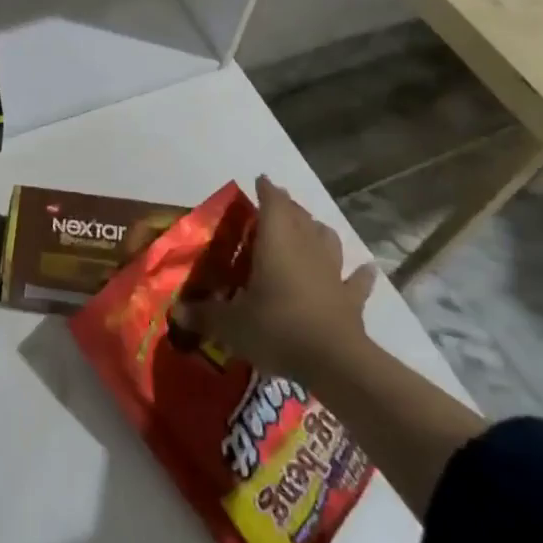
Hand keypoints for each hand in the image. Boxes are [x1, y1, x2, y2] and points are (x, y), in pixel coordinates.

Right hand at [171, 177, 375, 385]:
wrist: (334, 362)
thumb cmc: (276, 329)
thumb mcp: (231, 324)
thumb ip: (205, 315)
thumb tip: (177, 311)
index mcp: (276, 242)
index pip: (272, 204)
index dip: (266, 190)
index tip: (260, 181)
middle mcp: (305, 247)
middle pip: (299, 217)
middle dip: (288, 207)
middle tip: (276, 205)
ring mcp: (332, 272)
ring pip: (327, 239)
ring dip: (318, 231)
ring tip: (311, 228)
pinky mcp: (350, 299)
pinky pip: (356, 281)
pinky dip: (360, 274)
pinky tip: (365, 268)